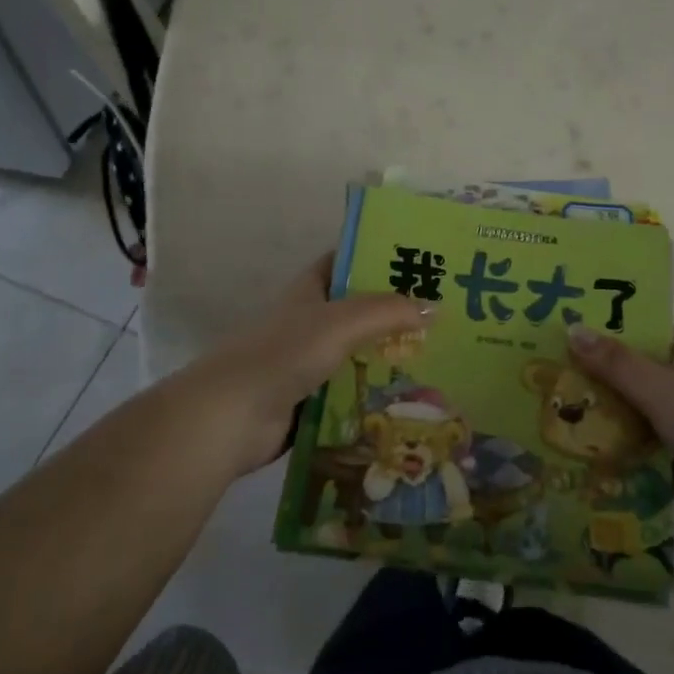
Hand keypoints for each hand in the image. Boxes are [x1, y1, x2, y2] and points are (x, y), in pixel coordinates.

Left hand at [199, 255, 428, 476]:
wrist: (231, 416)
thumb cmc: (285, 353)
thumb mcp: (342, 322)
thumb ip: (388, 312)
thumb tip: (436, 308)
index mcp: (308, 291)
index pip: (344, 262)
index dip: (376, 258)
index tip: (418, 262)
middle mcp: (307, 321)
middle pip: (357, 311)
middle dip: (393, 313)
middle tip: (442, 316)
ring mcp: (306, 362)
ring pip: (356, 354)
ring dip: (387, 358)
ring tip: (437, 359)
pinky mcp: (308, 400)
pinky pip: (349, 392)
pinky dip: (373, 394)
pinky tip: (408, 398)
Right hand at [567, 325, 673, 539]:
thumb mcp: (658, 387)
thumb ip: (615, 363)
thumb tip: (572, 327)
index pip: (639, 332)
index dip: (604, 330)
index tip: (562, 333)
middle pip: (632, 379)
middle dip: (594, 383)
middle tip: (544, 384)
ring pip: (636, 420)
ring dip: (605, 426)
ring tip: (552, 426)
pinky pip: (647, 458)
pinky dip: (623, 462)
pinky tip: (584, 468)